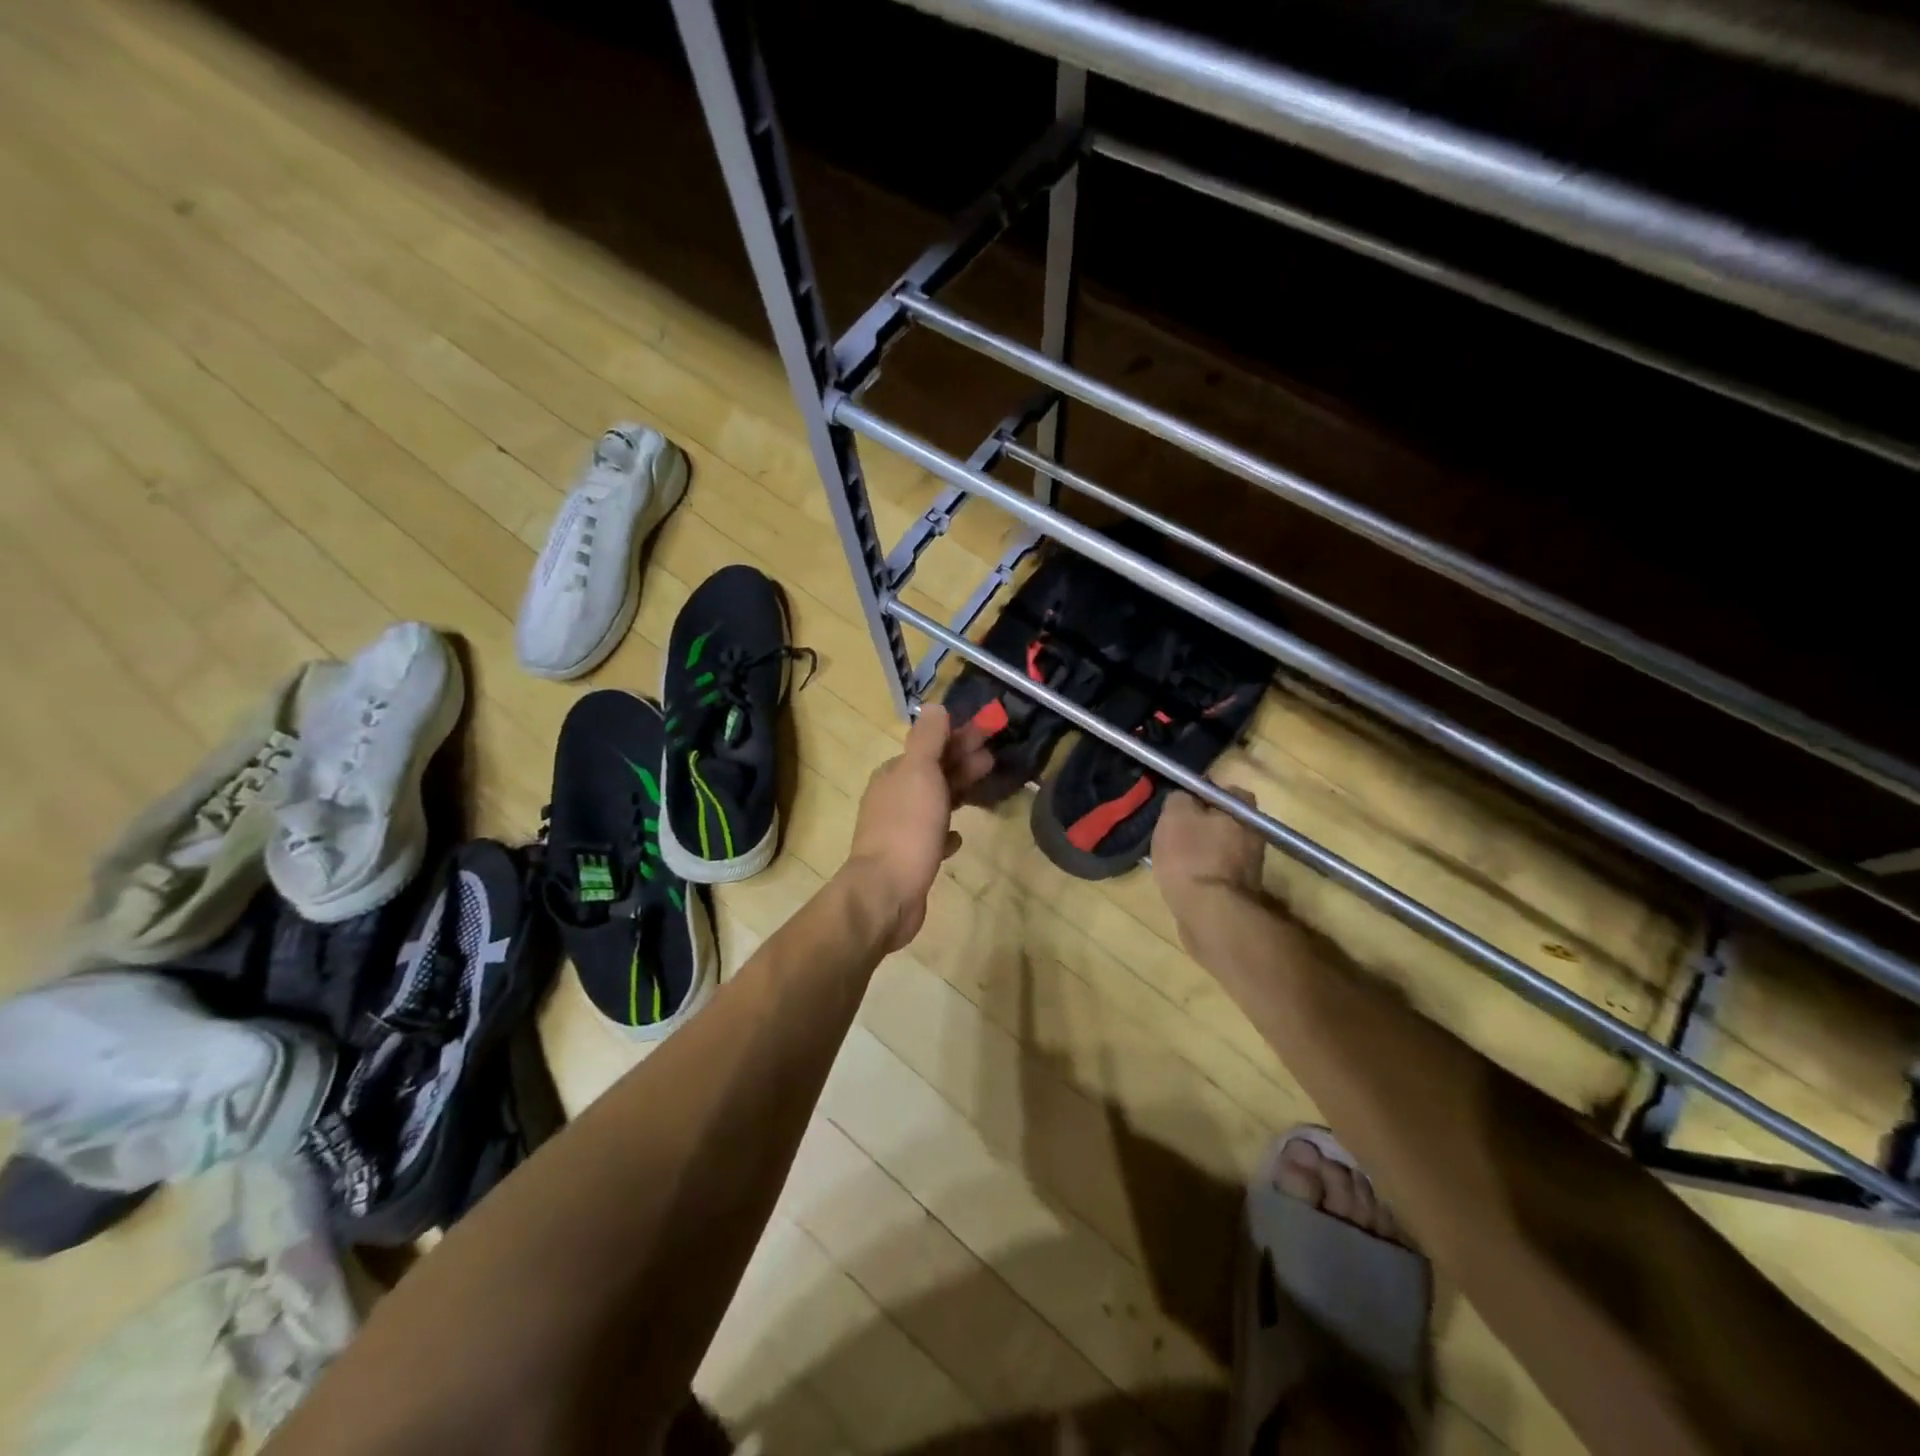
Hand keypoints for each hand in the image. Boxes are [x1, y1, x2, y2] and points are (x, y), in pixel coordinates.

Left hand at [843, 704, 993, 951]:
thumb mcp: (919, 772)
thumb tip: (934, 706)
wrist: (886, 892)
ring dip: (957, 792)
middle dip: (960, 762)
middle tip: (992, 759)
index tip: (988, 734)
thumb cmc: (907, 827)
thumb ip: (928, 739)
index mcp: (893, 774)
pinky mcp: (909, 859)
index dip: (957, 738)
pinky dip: (945, 832)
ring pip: (933, 803)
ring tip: (984, 789)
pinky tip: (958, 836)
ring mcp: (899, 830)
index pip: (928, 746)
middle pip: (931, 773)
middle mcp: (892, 798)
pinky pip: (931, 838)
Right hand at [1151, 785, 1267, 926]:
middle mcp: (1254, 835)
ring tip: (1173, 858)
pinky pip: (1216, 873)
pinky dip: (1201, 873)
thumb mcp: (1175, 814)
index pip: (1226, 792)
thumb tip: (1184, 797)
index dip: (1202, 795)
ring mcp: (1250, 867)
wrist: (1209, 912)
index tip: (1182, 805)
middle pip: (1224, 822)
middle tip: (1174, 831)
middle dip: (1202, 825)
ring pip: (1220, 848)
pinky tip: (1182, 879)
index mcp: (1244, 811)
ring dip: (1201, 851)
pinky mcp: (1239, 892)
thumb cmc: (1191, 855)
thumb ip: (1180, 798)